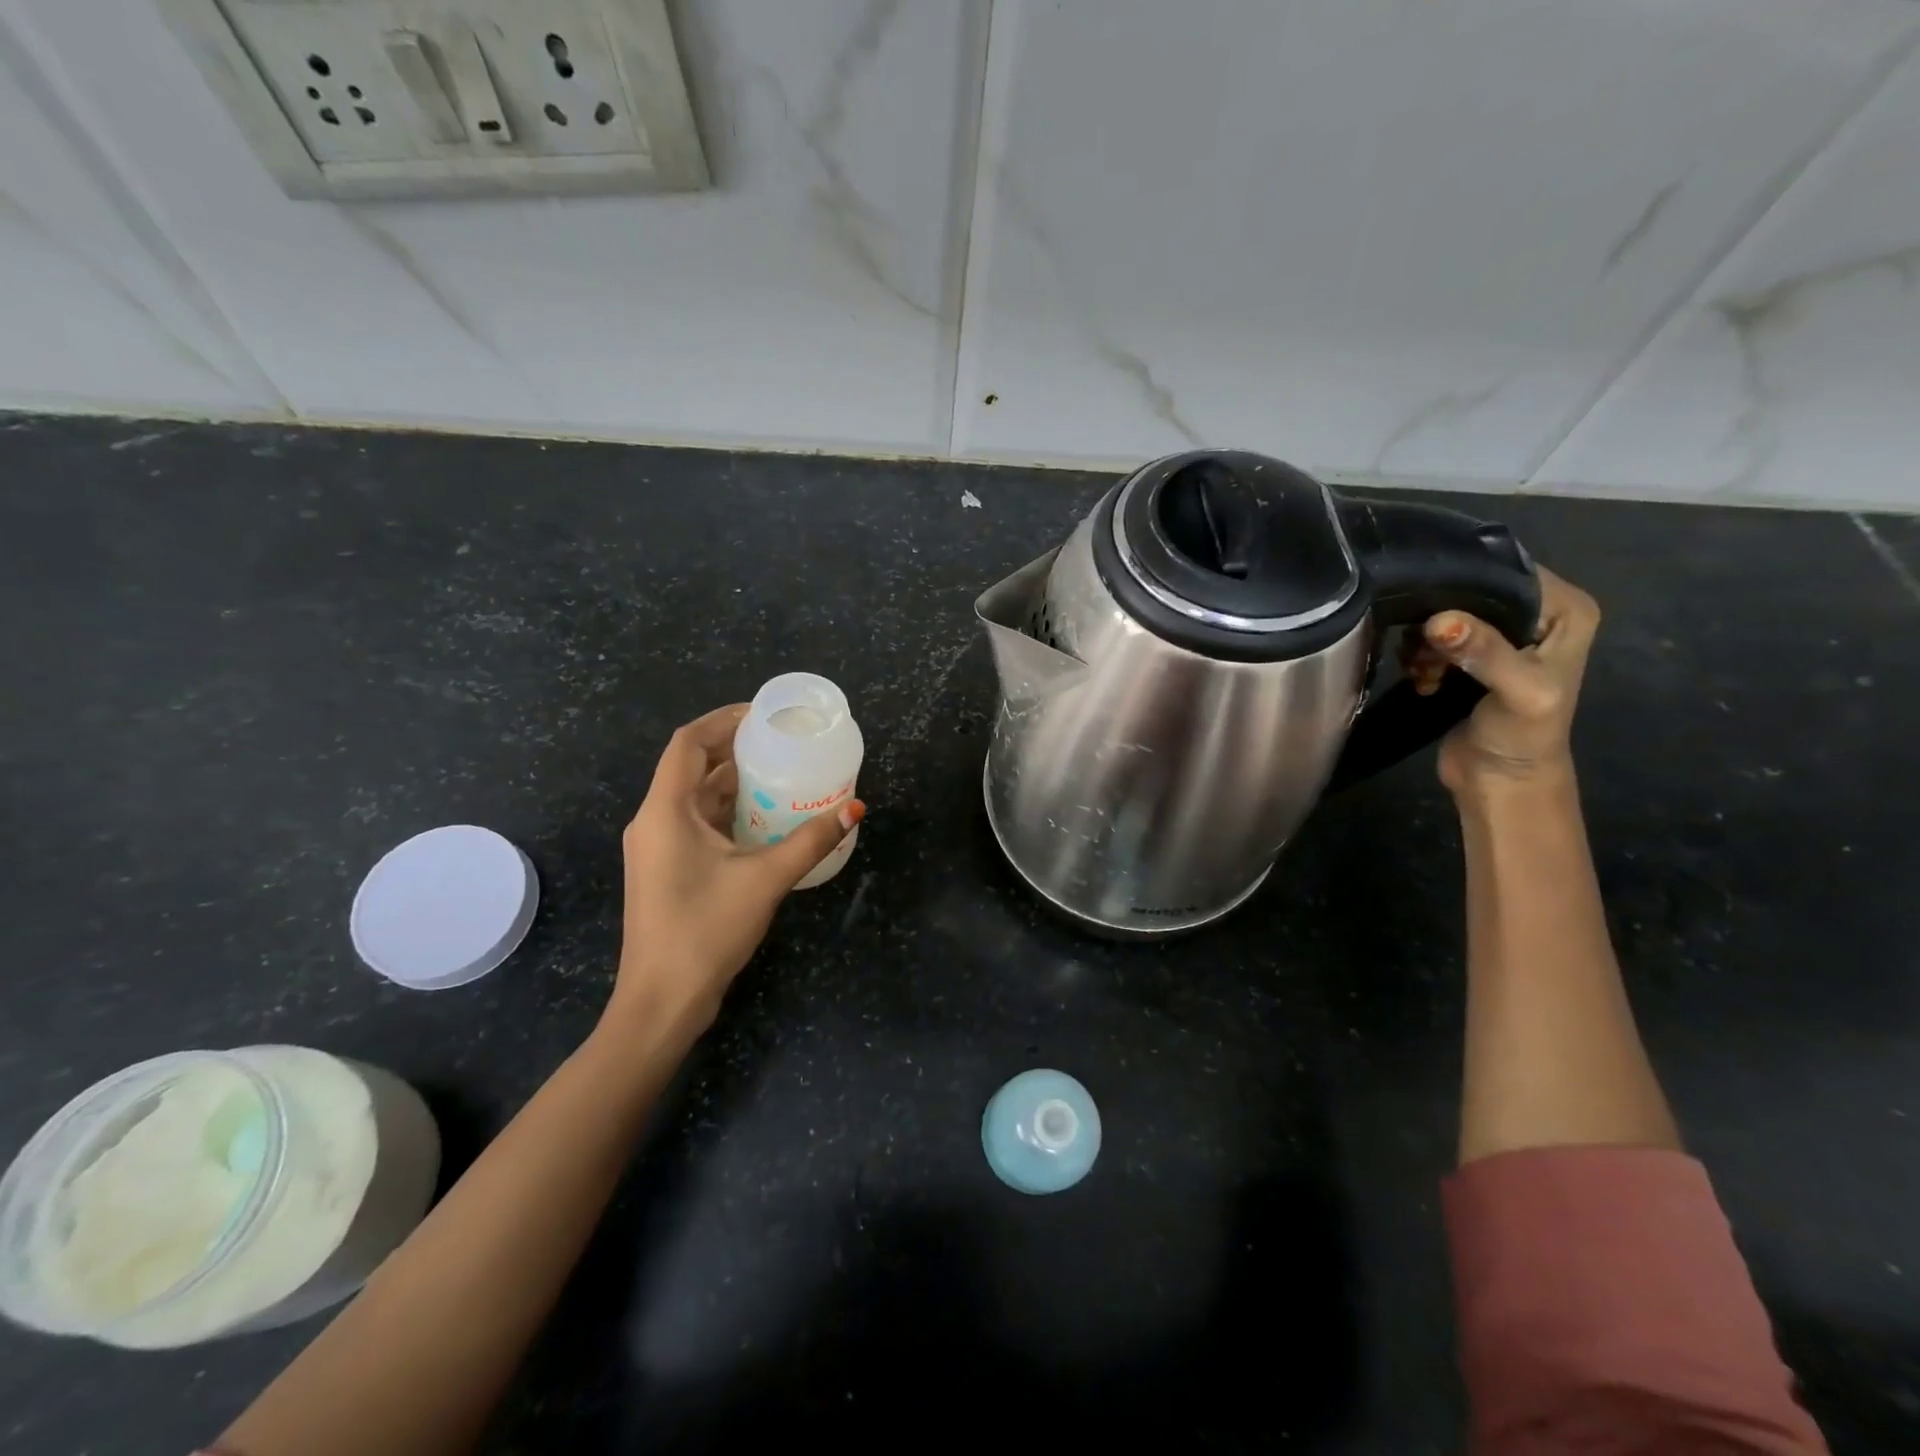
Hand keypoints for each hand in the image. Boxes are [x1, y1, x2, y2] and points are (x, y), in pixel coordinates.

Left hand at [610, 704, 863, 1041]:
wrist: (663, 1000)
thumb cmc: (706, 930)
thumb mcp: (766, 879)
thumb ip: (811, 840)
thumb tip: (855, 808)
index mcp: (666, 811)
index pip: (688, 743)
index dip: (723, 720)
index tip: (763, 715)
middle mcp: (654, 820)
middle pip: (691, 767)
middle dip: (734, 749)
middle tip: (781, 742)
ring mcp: (657, 847)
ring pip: (695, 798)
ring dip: (733, 782)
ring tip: (780, 772)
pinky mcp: (666, 869)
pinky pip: (697, 824)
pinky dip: (728, 811)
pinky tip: (764, 818)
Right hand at [1400, 566, 1599, 797]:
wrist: (1501, 782)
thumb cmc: (1524, 736)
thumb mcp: (1517, 691)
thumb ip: (1484, 652)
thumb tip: (1439, 620)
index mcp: (1566, 609)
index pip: (1508, 571)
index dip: (1466, 582)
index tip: (1429, 606)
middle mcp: (1537, 613)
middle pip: (1472, 590)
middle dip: (1439, 616)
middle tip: (1423, 647)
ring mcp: (1502, 635)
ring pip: (1446, 614)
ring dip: (1425, 641)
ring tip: (1423, 669)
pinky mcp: (1470, 656)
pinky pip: (1433, 637)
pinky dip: (1421, 656)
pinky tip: (1423, 678)